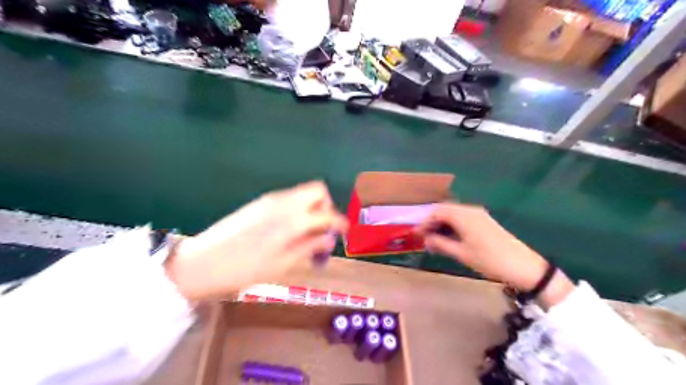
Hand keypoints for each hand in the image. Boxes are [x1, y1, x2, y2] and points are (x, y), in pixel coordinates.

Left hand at [165, 182, 348, 301]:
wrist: (200, 263)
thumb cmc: (243, 270)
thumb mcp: (282, 264)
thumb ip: (309, 247)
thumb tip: (329, 239)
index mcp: (293, 220)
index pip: (328, 215)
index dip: (340, 224)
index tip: (345, 233)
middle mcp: (284, 202)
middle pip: (318, 190)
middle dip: (327, 207)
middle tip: (322, 229)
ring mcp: (270, 200)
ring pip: (303, 193)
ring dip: (312, 208)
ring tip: (306, 233)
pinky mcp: (259, 202)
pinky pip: (288, 198)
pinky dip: (297, 209)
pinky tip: (289, 230)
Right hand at [419, 203, 573, 307]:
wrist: (524, 267)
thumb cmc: (489, 260)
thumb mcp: (462, 253)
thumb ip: (441, 243)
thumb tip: (425, 239)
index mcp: (464, 215)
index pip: (437, 211)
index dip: (424, 222)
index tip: (415, 234)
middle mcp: (471, 210)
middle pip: (445, 210)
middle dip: (432, 222)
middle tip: (423, 237)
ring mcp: (479, 215)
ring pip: (454, 214)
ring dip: (442, 224)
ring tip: (434, 240)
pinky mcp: (485, 222)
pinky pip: (463, 219)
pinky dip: (452, 226)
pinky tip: (449, 239)